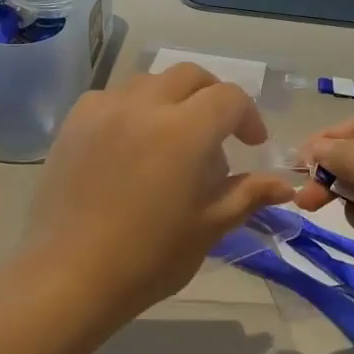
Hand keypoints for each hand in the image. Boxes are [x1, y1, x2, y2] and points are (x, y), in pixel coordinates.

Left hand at [22, 64, 295, 317]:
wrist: (69, 277)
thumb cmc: (148, 258)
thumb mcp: (208, 227)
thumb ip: (247, 195)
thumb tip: (284, 185)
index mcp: (183, 131)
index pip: (229, 99)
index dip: (248, 117)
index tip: (252, 145)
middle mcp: (143, 106)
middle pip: (189, 77)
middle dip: (213, 97)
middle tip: (219, 134)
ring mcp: (103, 111)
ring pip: (149, 82)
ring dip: (172, 100)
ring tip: (173, 141)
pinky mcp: (73, 124)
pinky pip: (111, 98)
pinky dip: (132, 109)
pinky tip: (131, 144)